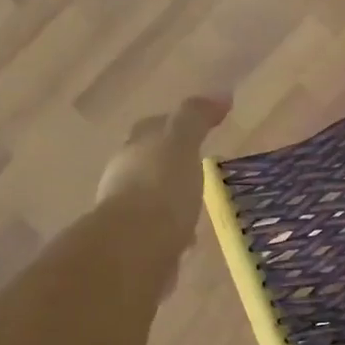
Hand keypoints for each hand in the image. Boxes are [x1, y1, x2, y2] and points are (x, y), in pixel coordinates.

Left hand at [97, 95, 230, 241]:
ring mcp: (126, 214)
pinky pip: (156, 230)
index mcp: (134, 149)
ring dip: (169, 197)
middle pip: (147, 162)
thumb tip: (221, 94)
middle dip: (169, 162)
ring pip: (150, 197)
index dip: (174, 123)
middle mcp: (123, 178)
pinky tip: (187, 238)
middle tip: (198, 163)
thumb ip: (196, 118)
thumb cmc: (160, 189)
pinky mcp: (134, 247)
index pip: (152, 127)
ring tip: (196, 202)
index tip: (199, 125)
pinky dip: (170, 228)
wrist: (134, 251)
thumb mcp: (181, 144)